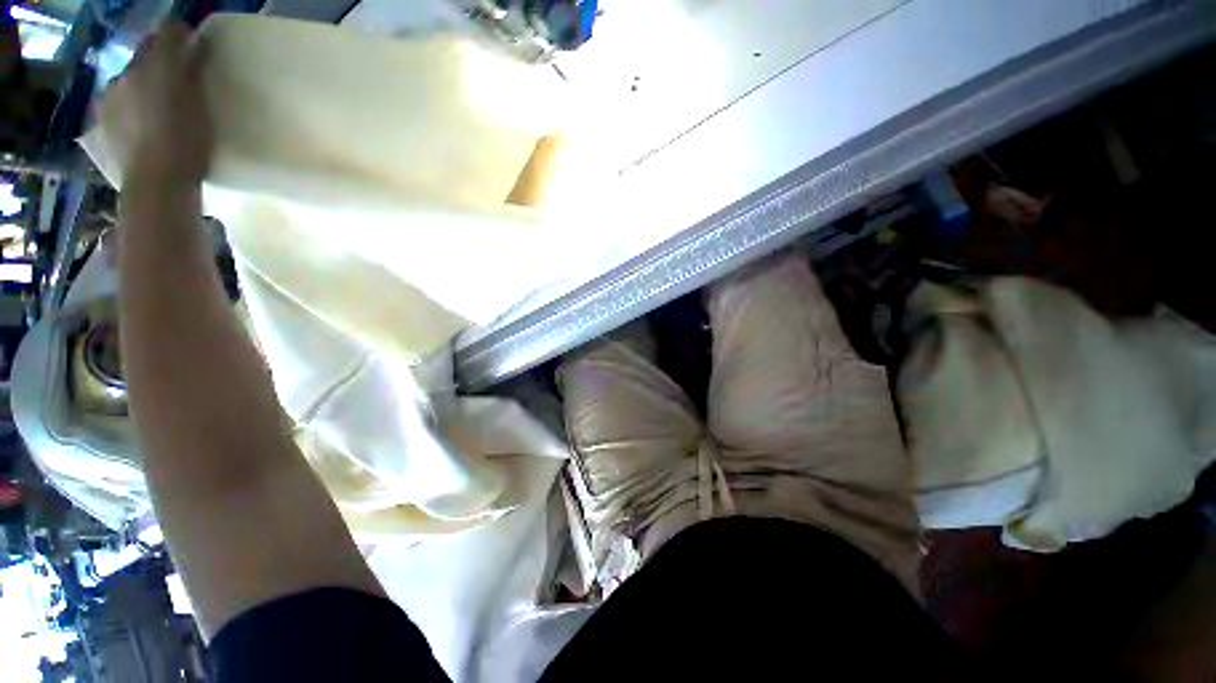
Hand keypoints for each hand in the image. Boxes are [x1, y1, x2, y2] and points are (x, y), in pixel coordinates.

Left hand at [98, 21, 211, 188]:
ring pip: (130, 77)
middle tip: (176, 79)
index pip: (167, 31)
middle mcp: (131, 70)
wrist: (156, 182)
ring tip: (158, 107)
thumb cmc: (188, 144)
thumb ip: (193, 70)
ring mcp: (112, 94)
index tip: (192, 46)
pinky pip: (117, 100)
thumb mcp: (200, 105)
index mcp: (158, 65)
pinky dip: (130, 104)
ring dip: (143, 84)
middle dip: (159, 60)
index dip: (180, 35)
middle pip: (145, 52)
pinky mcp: (103, 117)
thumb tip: (195, 43)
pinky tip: (141, 123)